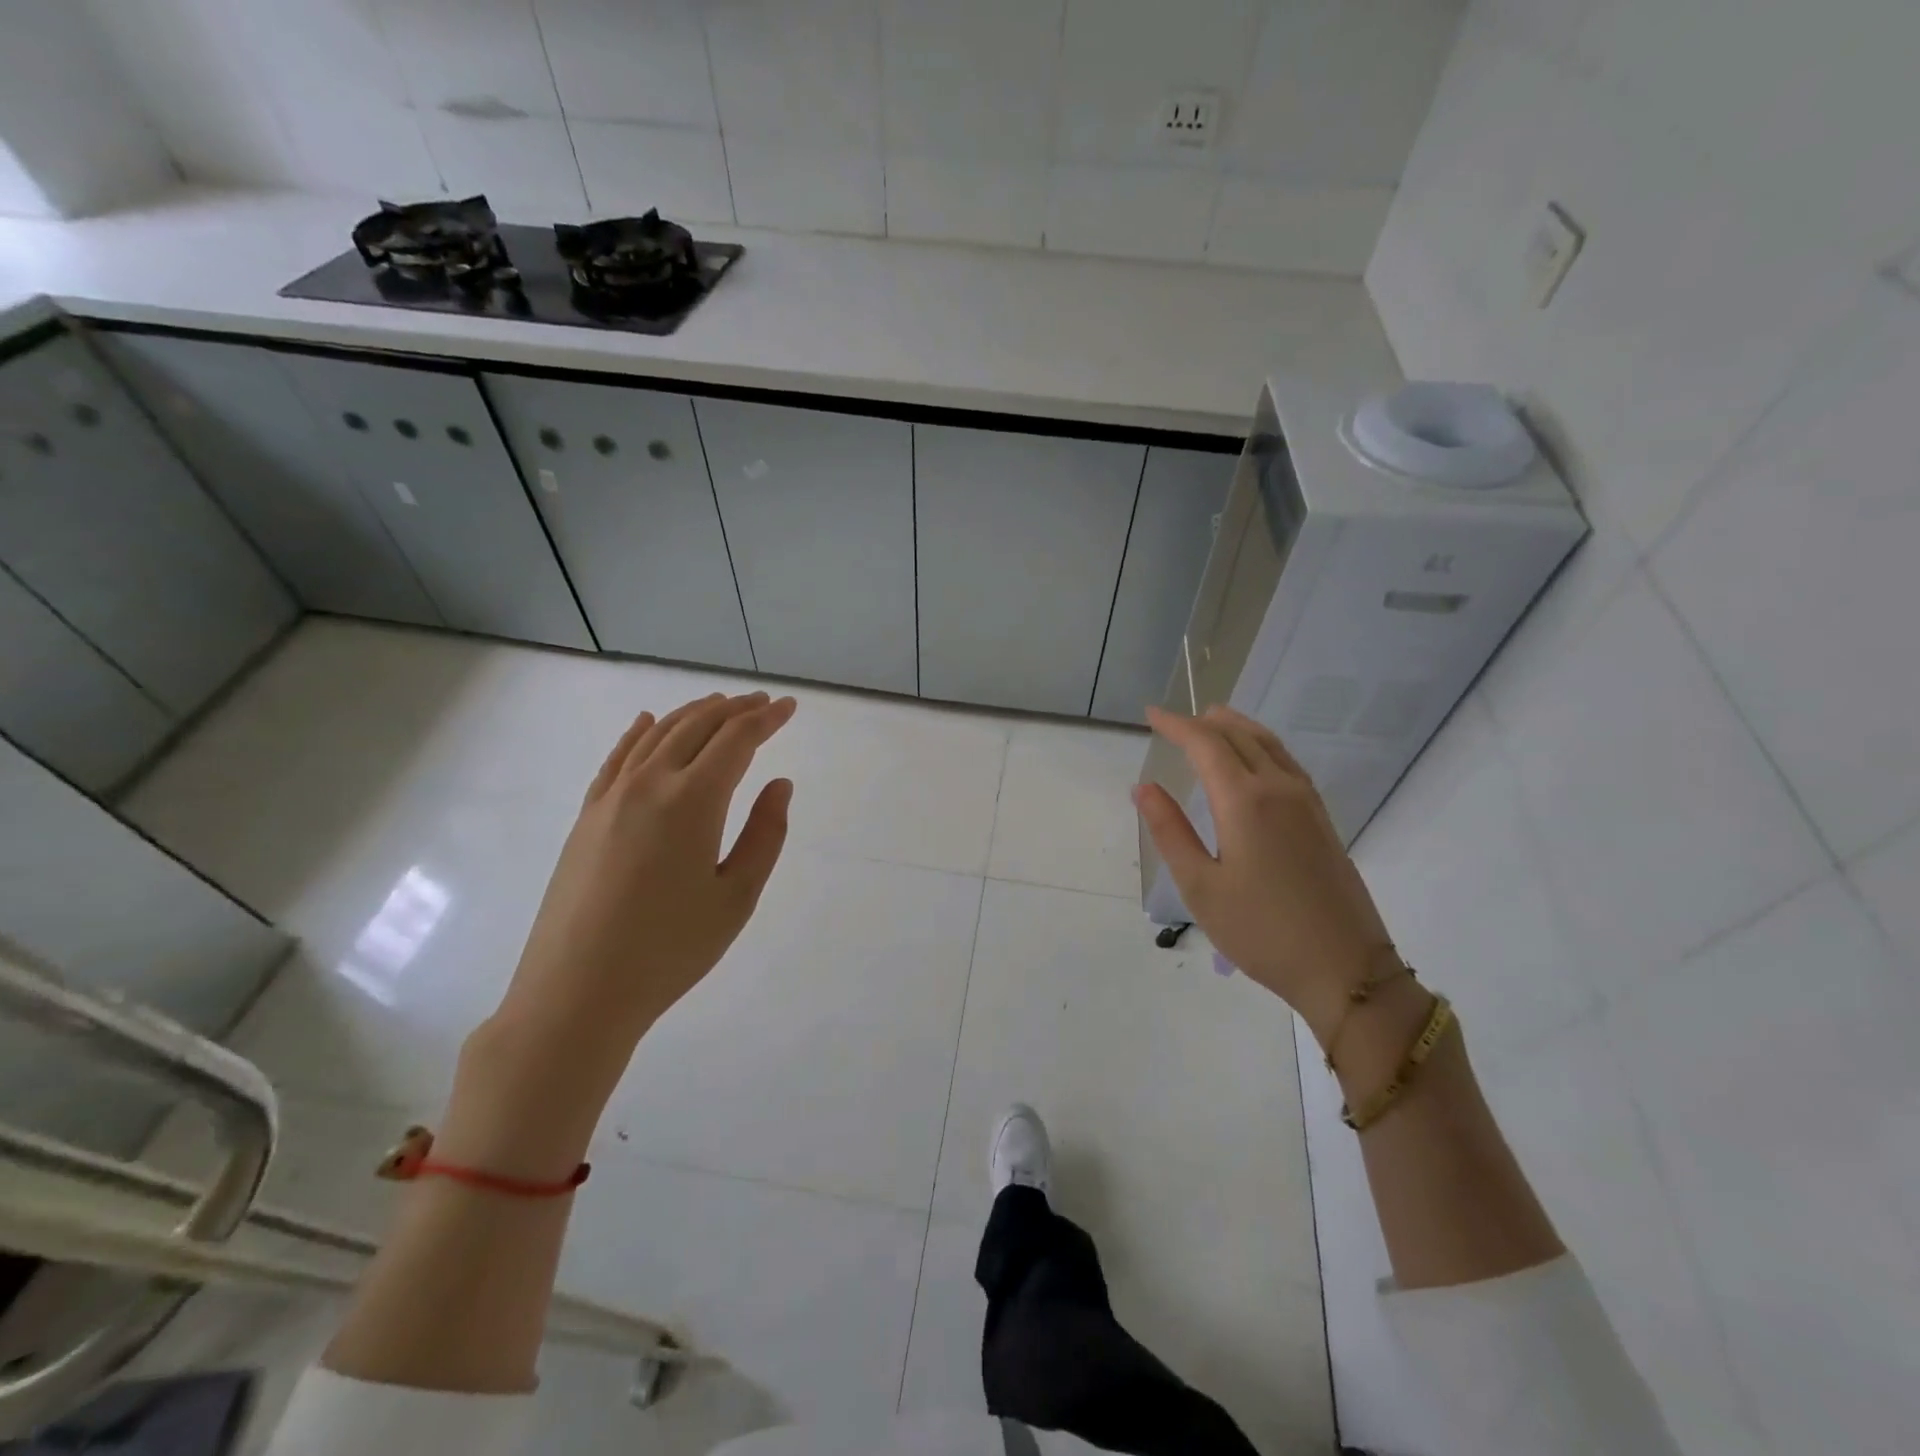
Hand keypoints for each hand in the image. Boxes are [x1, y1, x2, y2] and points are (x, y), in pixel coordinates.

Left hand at [468, 691, 796, 1129]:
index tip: (789, 707)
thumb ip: (765, 834)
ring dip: (692, 713)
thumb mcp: (736, 897)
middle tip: (763, 703)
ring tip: (720, 706)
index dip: (767, 718)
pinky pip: (617, 757)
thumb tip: (780, 784)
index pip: (737, 739)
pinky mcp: (587, 815)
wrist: (577, 991)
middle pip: (696, 726)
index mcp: (693, 800)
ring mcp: (611, 796)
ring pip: (656, 734)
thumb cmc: (670, 949)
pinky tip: (647, 721)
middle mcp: (649, 783)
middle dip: (735, 709)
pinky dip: (639, 732)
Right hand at [1133, 704, 1394, 1039]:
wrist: (1346, 969)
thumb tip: (1144, 787)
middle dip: (1204, 722)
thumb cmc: (1261, 931)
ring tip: (1212, 721)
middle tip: (1173, 721)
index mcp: (1245, 801)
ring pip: (1269, 744)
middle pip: (1239, 736)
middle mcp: (1279, 789)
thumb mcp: (1200, 886)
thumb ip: (1170, 831)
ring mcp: (1307, 802)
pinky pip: (1287, 762)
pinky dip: (1261, 745)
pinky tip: (1255, 759)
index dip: (1176, 725)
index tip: (1150, 715)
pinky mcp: (1322, 819)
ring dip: (1236, 727)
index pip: (1205, 744)